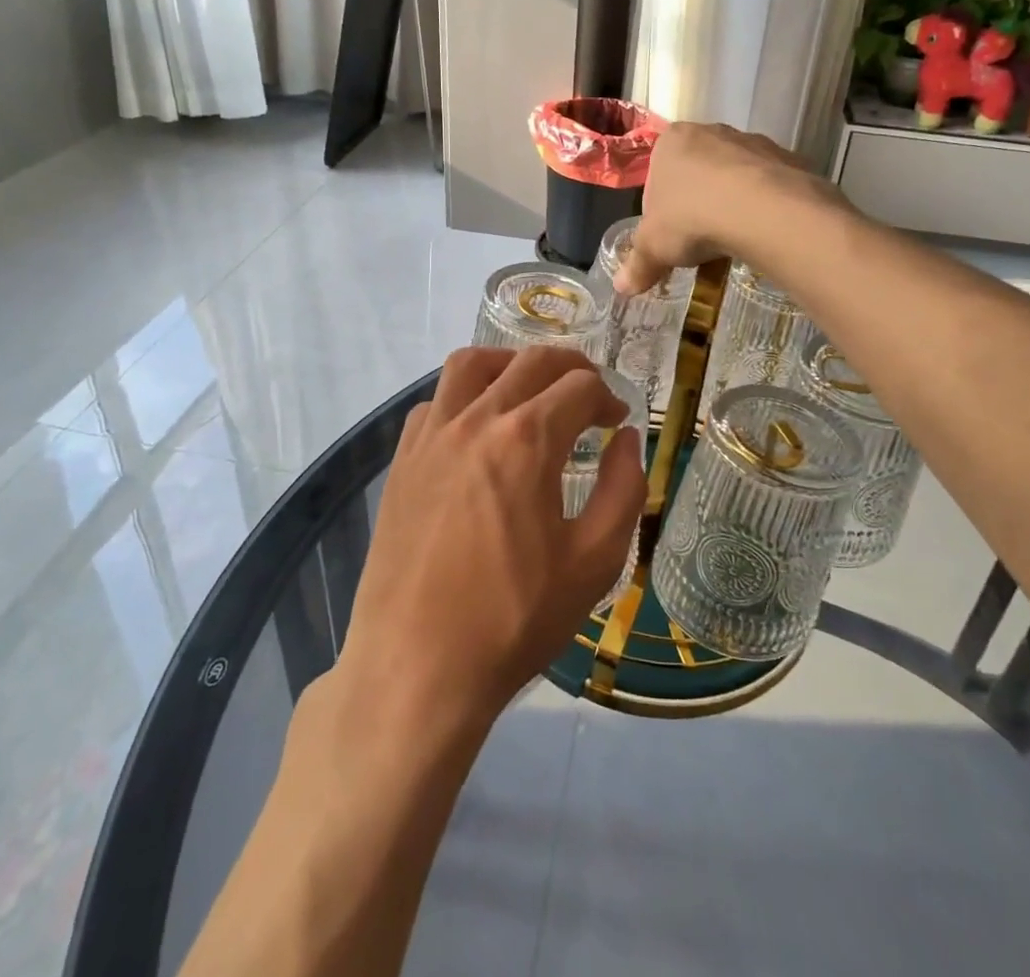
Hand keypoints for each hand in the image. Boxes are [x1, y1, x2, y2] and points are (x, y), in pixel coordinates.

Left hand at [336, 347, 647, 727]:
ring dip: (510, 364)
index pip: (580, 387)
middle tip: (589, 395)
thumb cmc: (514, 619)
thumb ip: (623, 489)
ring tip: (530, 391)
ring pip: (471, 364)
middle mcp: (476, 420)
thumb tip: (627, 439)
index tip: (617, 423)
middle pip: (531, 361)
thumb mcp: (594, 562)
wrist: (416, 668)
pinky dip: (464, 397)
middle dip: (571, 367)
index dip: (608, 398)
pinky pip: (435, 401)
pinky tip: (477, 430)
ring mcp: (432, 436)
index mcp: (527, 440)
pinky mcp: (402, 459)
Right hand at [615, 122, 832, 294]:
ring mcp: (753, 142)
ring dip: (730, 204)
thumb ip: (637, 265)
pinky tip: (760, 232)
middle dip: (696, 204)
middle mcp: (711, 132)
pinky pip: (767, 186)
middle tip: (698, 239)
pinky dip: (762, 206)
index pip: (657, 175)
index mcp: (671, 141)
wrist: (763, 211)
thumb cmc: (691, 218)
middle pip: (696, 173)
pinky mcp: (787, 158)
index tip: (669, 236)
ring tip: (732, 240)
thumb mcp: (654, 248)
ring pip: (734, 178)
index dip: (660, 210)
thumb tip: (621, 287)